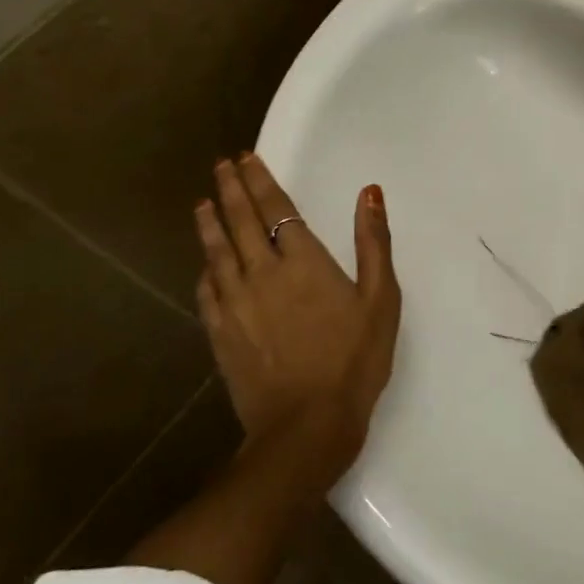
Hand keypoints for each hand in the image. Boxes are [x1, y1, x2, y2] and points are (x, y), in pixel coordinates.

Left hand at [195, 154, 399, 471]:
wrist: (306, 425)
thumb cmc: (354, 360)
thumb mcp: (381, 299)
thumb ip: (374, 242)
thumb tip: (369, 192)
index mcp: (303, 261)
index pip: (277, 209)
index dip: (260, 180)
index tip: (245, 158)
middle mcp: (263, 273)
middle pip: (241, 222)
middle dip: (231, 190)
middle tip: (221, 166)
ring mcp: (236, 303)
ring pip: (217, 252)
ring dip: (210, 223)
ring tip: (202, 202)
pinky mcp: (222, 333)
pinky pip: (208, 291)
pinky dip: (205, 270)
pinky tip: (204, 264)